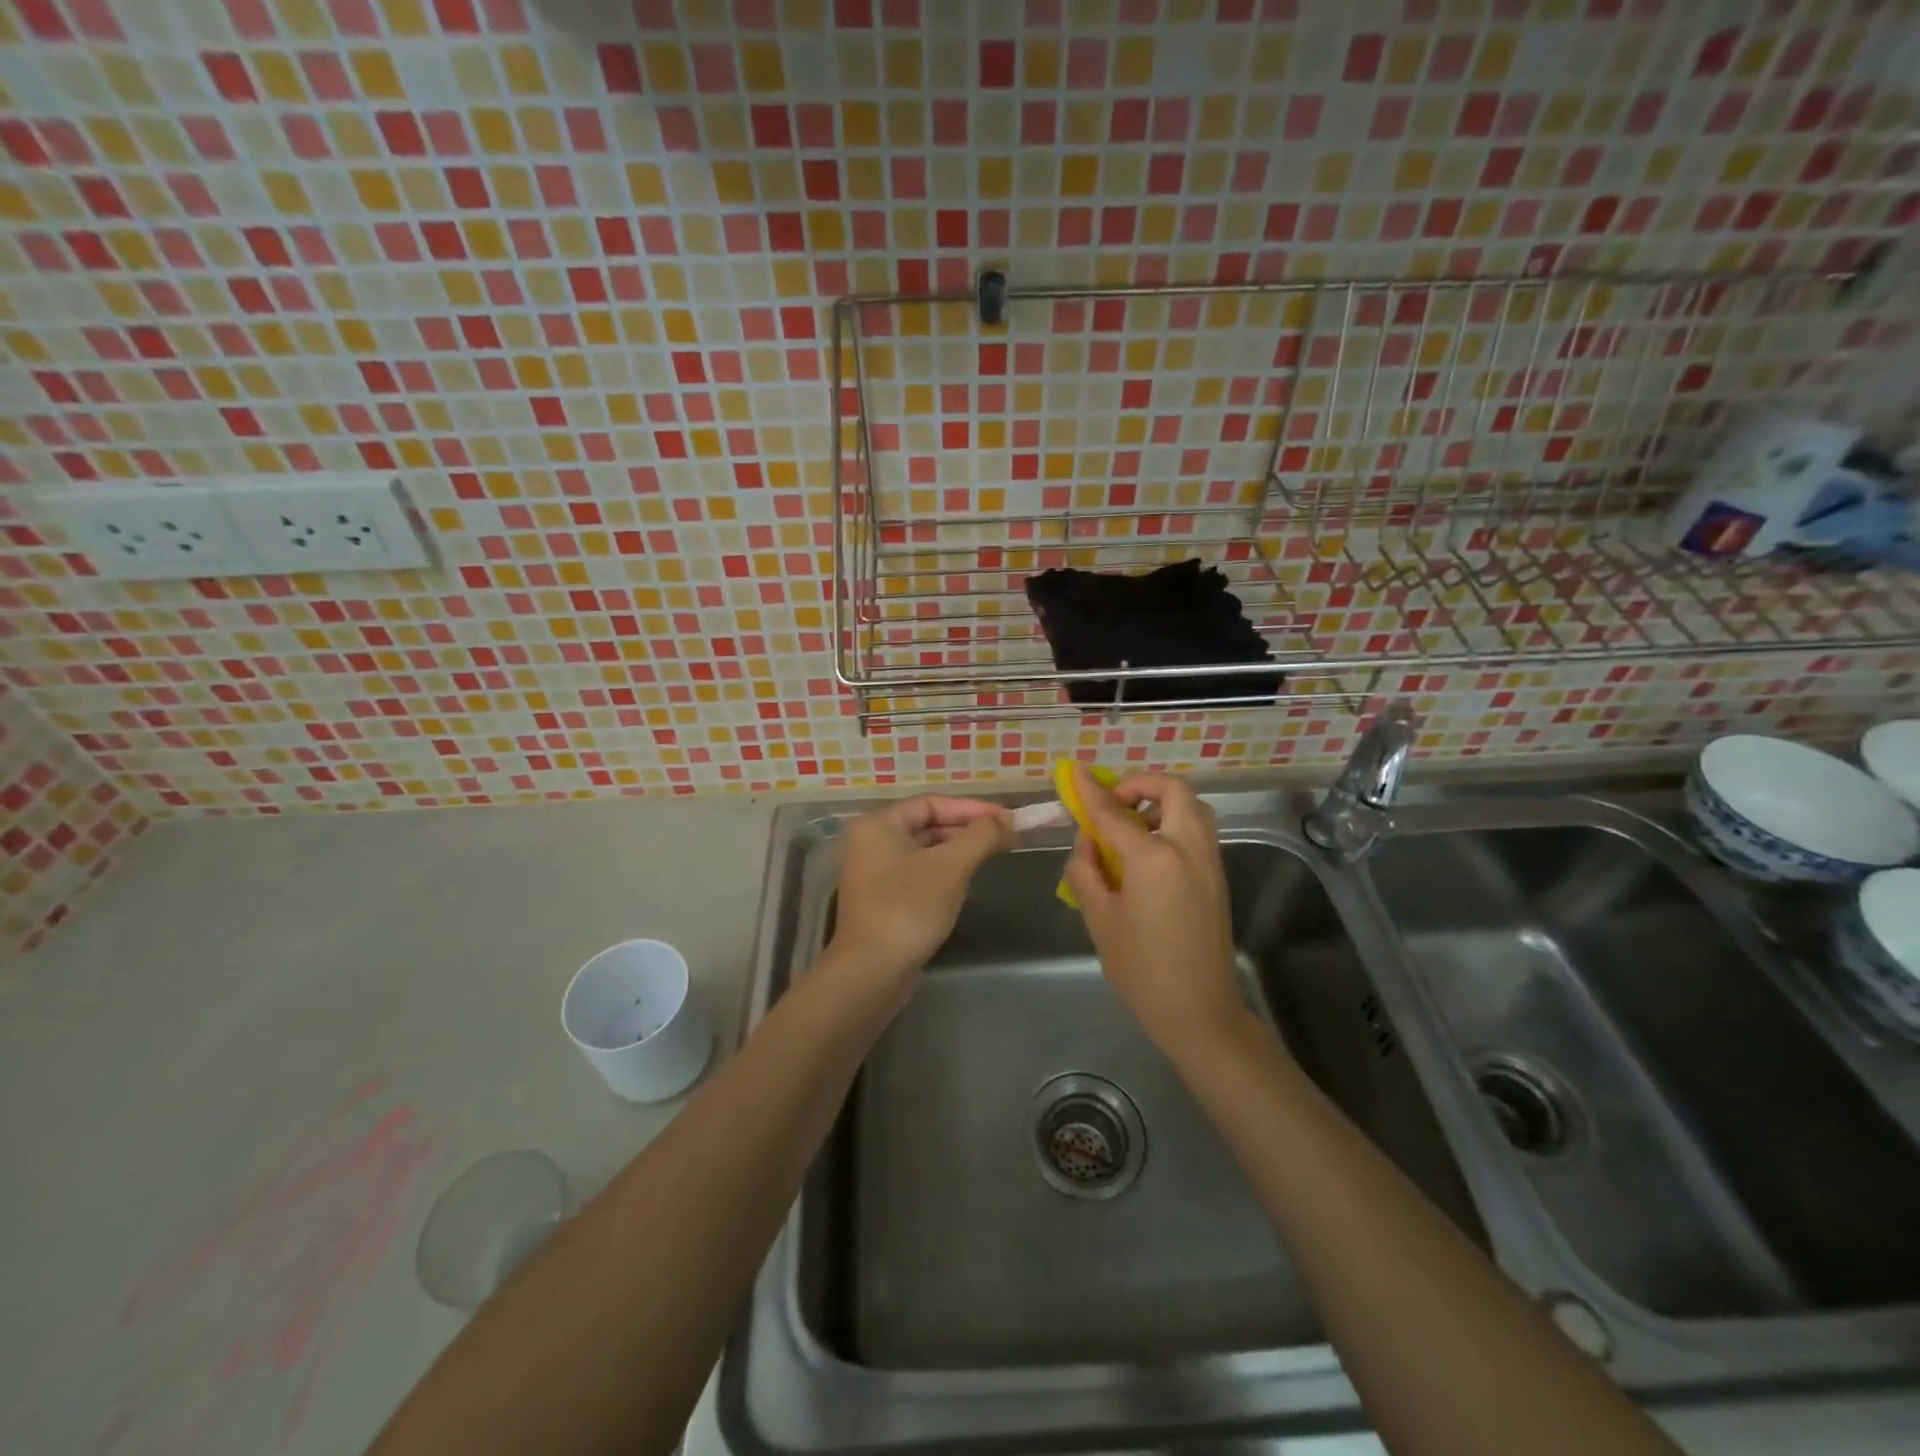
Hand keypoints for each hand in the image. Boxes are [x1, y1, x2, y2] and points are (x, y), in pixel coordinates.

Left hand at [829, 796, 1014, 991]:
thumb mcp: (950, 867)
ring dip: (959, 850)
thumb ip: (980, 837)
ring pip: (925, 850)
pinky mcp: (883, 900)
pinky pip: (918, 873)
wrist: (872, 972)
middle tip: (1007, 836)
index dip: (972, 808)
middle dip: (968, 829)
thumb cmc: (909, 909)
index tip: (1007, 818)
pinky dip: (944, 871)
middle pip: (928, 824)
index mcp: (879, 825)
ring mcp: (874, 873)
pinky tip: (967, 881)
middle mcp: (872, 843)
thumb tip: (1005, 821)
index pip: (932, 803)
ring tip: (994, 855)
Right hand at [1062, 765, 1243, 1054]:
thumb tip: (1087, 842)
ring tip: (1131, 829)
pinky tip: (1148, 854)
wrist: (1199, 1012)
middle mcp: (1188, 850)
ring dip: (1162, 803)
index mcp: (1155, 859)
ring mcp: (1209, 863)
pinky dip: (1174, 823)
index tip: (1075, 773)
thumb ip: (1086, 871)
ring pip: (1193, 808)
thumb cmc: (1141, 969)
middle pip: (1173, 791)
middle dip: (1141, 785)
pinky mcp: (1217, 878)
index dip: (1092, 791)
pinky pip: (1198, 832)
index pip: (1116, 812)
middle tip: (1114, 803)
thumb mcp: (1099, 920)